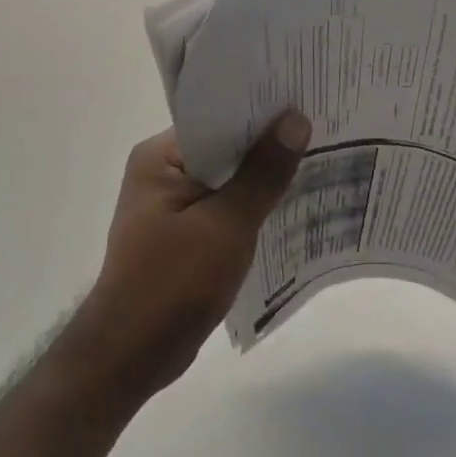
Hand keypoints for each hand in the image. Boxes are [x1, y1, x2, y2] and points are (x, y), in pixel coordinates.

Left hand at [62, 113, 309, 411]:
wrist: (132, 355)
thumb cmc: (174, 283)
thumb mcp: (227, 224)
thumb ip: (264, 172)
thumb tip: (297, 119)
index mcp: (160, 158)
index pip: (218, 119)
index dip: (262, 111)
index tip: (307, 101)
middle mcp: (162, 173)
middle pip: (225, 148)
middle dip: (269, 144)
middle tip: (323, 127)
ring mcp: (172, 206)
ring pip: (229, 180)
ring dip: (264, 177)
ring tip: (319, 159)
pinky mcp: (184, 234)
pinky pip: (226, 207)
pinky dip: (253, 206)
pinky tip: (293, 204)